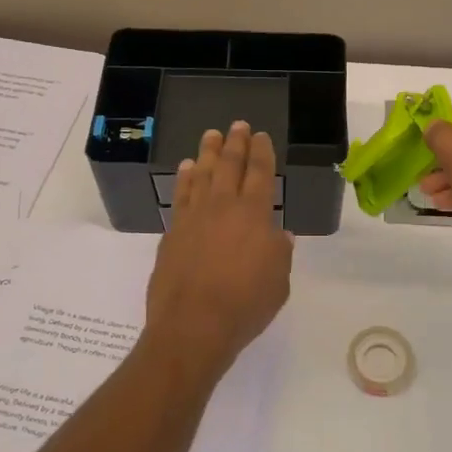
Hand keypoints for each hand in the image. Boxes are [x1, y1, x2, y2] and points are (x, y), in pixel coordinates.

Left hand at [145, 121, 293, 377]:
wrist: (193, 325)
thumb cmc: (245, 304)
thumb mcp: (279, 281)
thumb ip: (280, 253)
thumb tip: (279, 234)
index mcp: (255, 214)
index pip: (260, 173)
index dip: (262, 152)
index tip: (261, 136)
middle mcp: (223, 206)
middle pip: (229, 165)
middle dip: (235, 143)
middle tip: (237, 125)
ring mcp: (194, 217)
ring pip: (201, 174)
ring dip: (207, 152)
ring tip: (210, 135)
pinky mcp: (172, 232)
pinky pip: (180, 195)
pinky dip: (184, 179)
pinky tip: (185, 169)